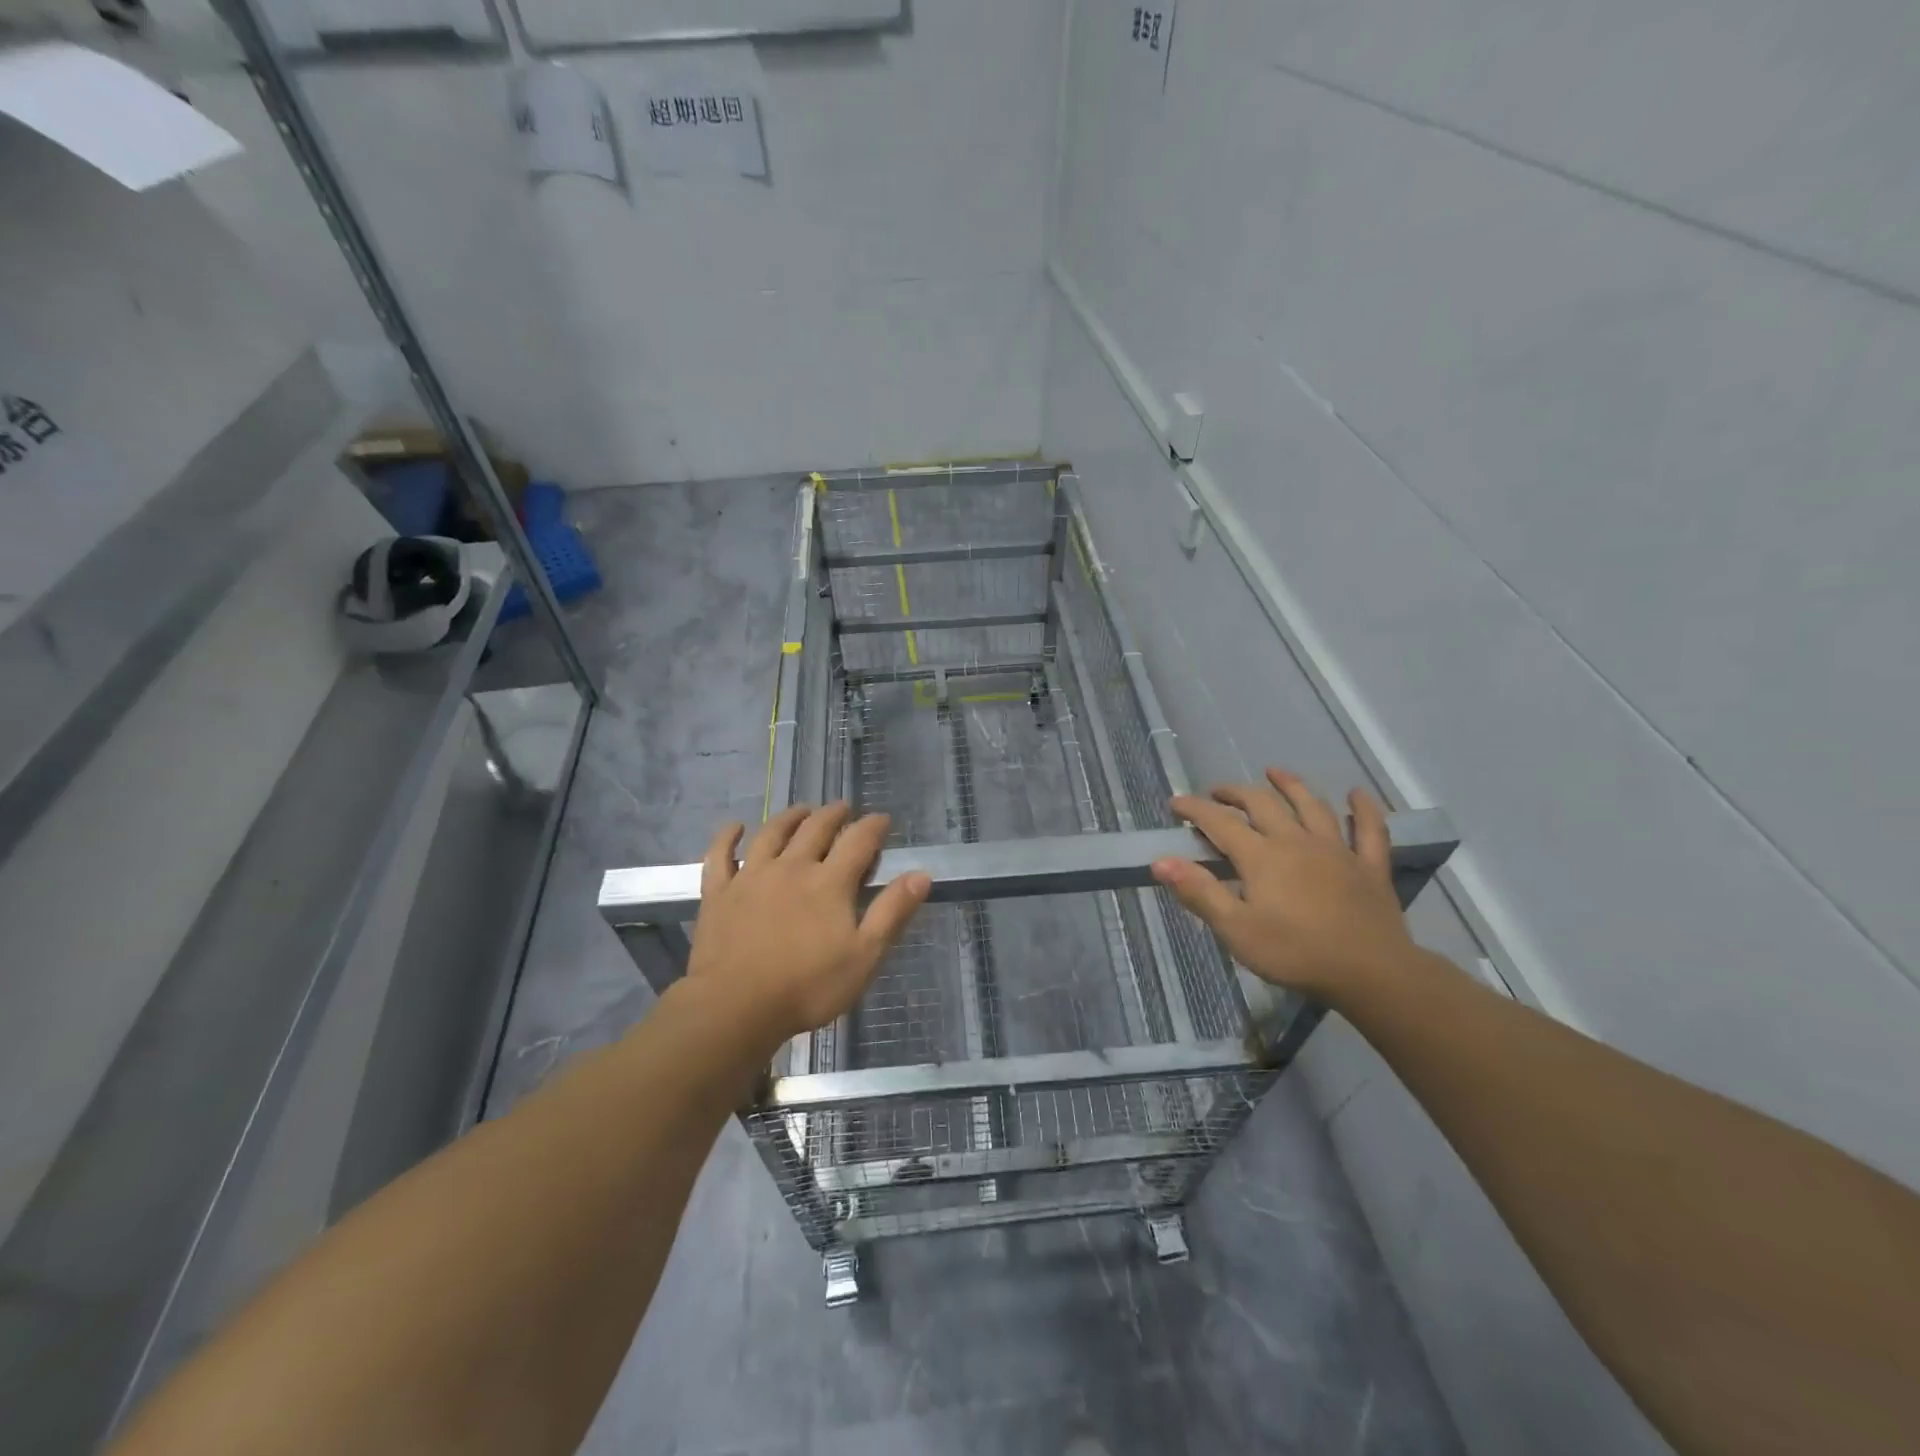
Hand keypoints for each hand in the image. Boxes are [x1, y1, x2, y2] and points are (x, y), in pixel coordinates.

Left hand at [683, 802, 930, 1053]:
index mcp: (829, 882)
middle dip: (833, 815)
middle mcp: (791, 867)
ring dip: (789, 817)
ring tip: (801, 810)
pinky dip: (726, 837)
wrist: (735, 1007)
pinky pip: (720, 855)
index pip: (858, 841)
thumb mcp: (864, 956)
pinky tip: (734, 827)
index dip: (873, 826)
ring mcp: (751, 877)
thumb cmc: (807, 987)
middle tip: (843, 808)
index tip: (882, 819)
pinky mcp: (719, 893)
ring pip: (771, 833)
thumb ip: (892, 912)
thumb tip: (921, 874)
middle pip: (815, 829)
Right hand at [1151, 768, 1419, 1002]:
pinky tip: (1358, 795)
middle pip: (1262, 804)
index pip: (1219, 822)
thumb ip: (1199, 892)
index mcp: (1261, 856)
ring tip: (1274, 773)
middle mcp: (1296, 841)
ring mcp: (1337, 850)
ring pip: (1312, 806)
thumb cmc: (1295, 953)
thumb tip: (1161, 861)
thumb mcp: (1235, 929)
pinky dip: (1364, 810)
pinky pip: (1370, 830)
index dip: (1194, 809)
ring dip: (1291, 785)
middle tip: (1217, 793)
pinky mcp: (1369, 866)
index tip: (1175, 803)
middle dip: (1235, 793)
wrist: (1371, 973)